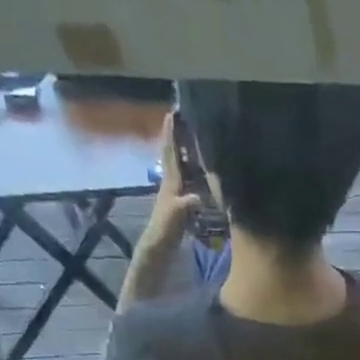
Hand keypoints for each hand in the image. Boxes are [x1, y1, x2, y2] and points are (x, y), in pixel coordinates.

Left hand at [140, 114, 199, 256]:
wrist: (158, 248)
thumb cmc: (165, 230)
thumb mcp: (175, 216)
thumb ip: (185, 204)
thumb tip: (199, 196)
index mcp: (170, 182)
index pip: (171, 153)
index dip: (171, 133)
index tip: (173, 112)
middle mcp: (171, 183)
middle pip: (174, 155)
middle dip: (178, 137)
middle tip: (185, 119)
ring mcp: (175, 193)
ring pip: (180, 167)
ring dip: (185, 152)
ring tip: (195, 139)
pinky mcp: (180, 204)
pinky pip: (188, 181)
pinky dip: (193, 172)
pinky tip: (201, 171)